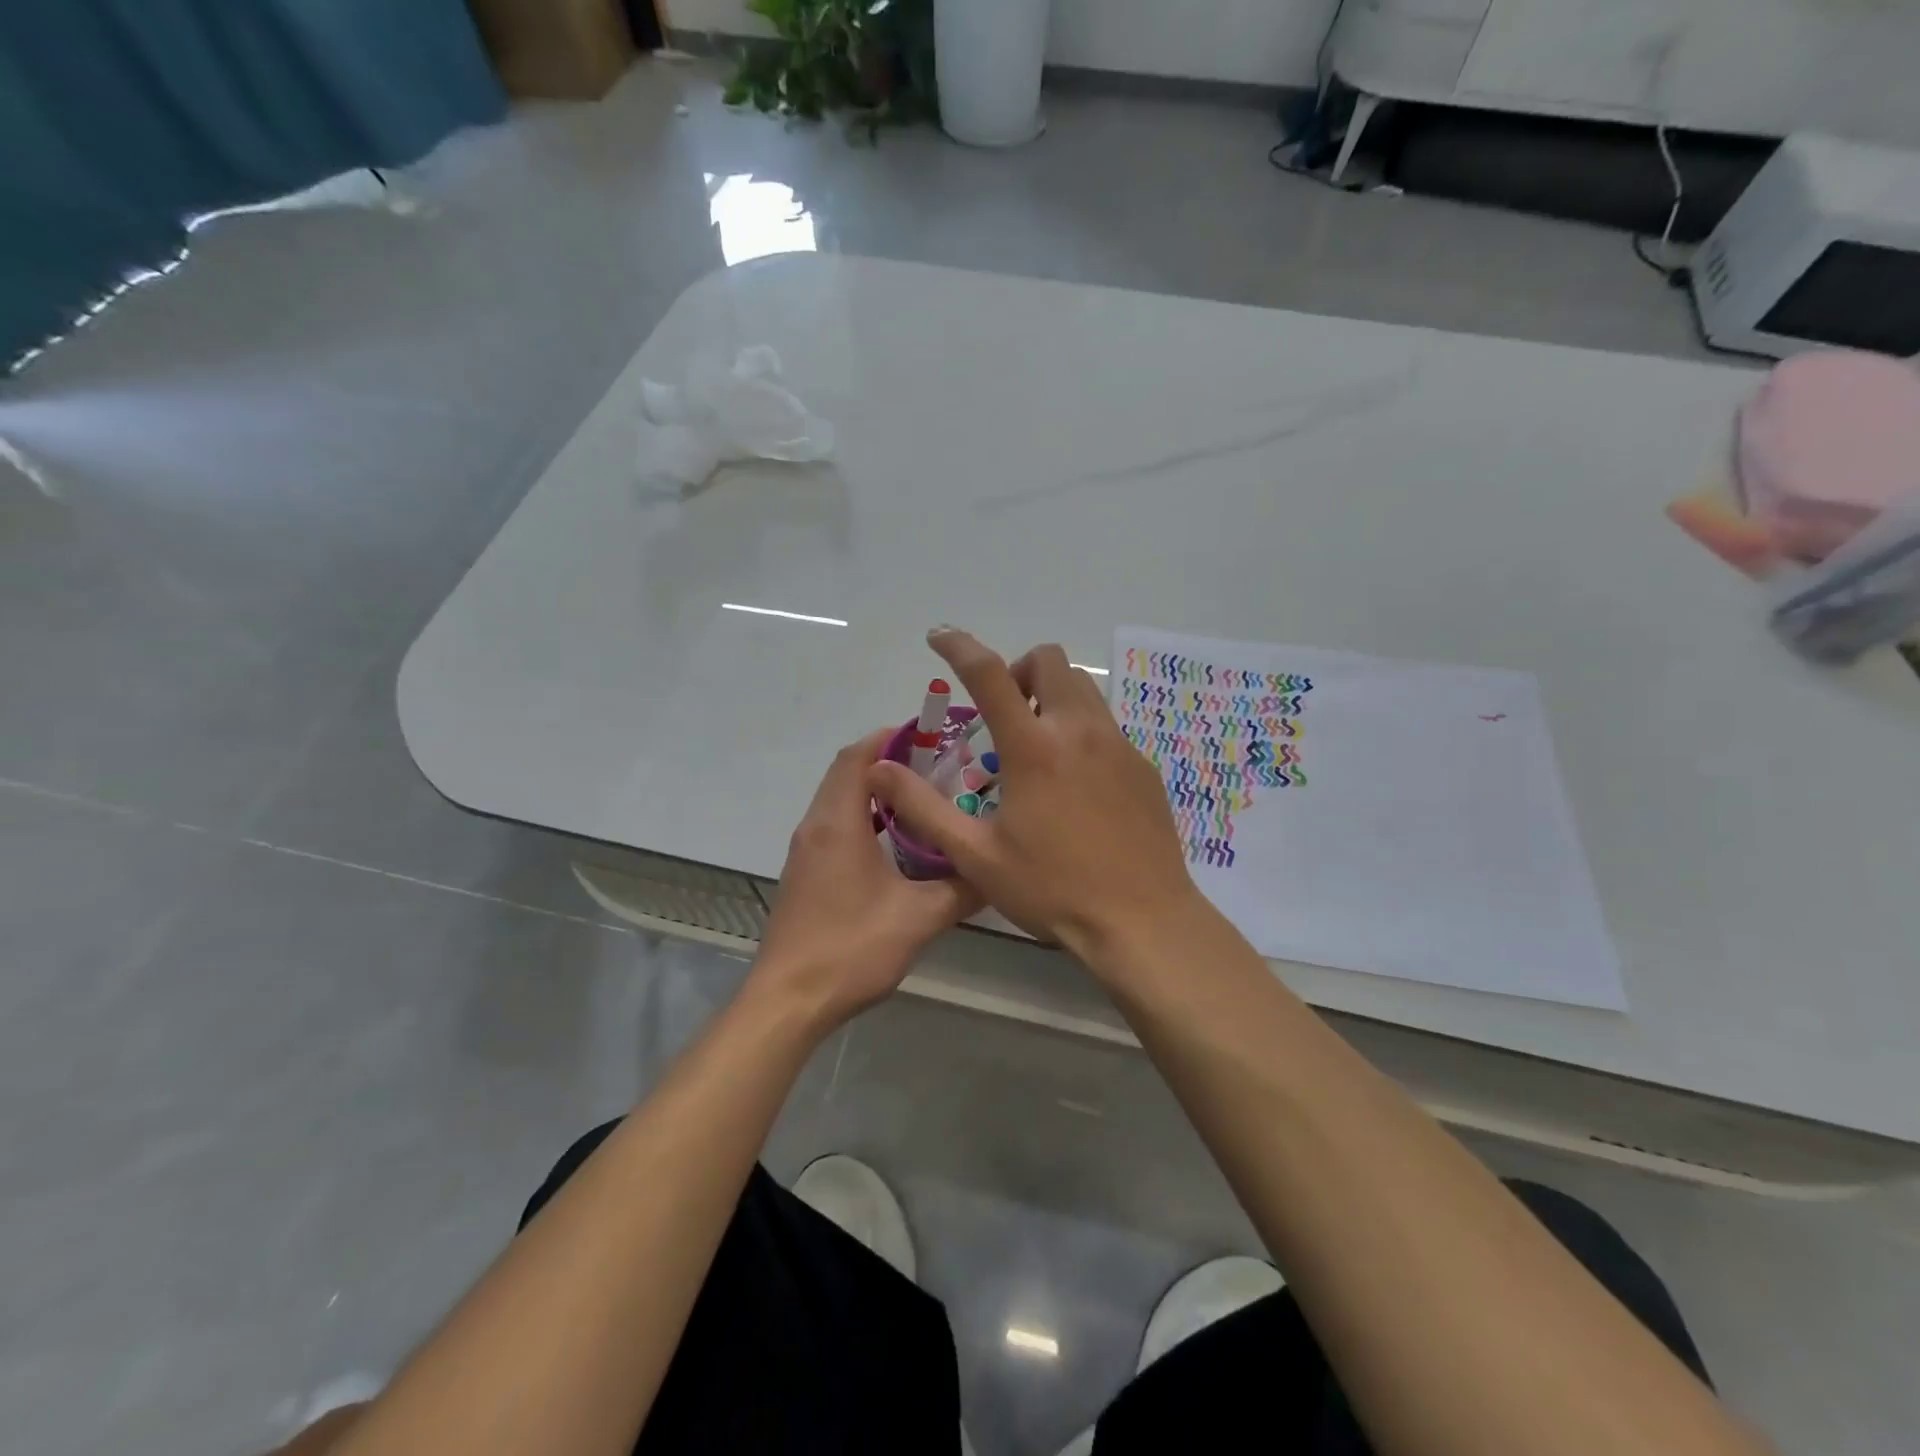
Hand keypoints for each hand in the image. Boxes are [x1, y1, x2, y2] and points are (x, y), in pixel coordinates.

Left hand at [753, 728, 979, 1028]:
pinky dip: (864, 818)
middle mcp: (815, 826)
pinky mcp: (805, 874)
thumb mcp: (919, 918)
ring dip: (876, 792)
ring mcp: (806, 851)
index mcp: (838, 823)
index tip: (931, 736)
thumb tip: (995, 870)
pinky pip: (835, 826)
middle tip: (937, 767)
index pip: (858, 756)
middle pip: (846, 773)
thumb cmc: (850, 949)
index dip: (891, 738)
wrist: (788, 1001)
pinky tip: (897, 844)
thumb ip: (961, 889)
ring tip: (923, 800)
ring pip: (840, 800)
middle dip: (888, 762)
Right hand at [867, 628, 1203, 961]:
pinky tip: (1075, 784)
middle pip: (1050, 660)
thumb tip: (880, 771)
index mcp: (1034, 748)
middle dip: (1018, 670)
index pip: (989, 673)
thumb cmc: (1053, 889)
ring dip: (1051, 697)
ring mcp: (1119, 745)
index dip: (959, 646)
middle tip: (1002, 716)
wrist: (1142, 921)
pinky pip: (1106, 726)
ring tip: (1036, 747)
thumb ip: (925, 808)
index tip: (939, 637)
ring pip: (1082, 688)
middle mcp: (1079, 731)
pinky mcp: (1143, 766)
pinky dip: (1080, 731)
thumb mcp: (977, 857)